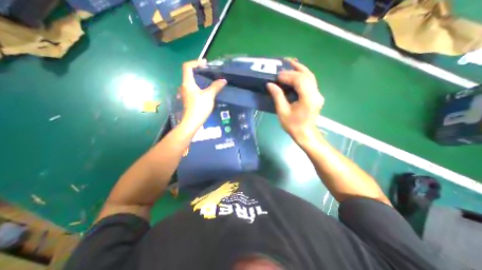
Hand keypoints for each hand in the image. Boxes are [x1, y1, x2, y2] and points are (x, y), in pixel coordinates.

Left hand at [180, 59, 226, 130]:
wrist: (192, 122)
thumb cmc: (199, 108)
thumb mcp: (209, 96)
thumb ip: (216, 87)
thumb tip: (223, 80)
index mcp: (187, 83)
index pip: (187, 66)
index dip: (196, 62)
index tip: (205, 63)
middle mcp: (184, 86)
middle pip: (189, 73)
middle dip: (198, 69)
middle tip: (208, 70)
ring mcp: (185, 93)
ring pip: (190, 81)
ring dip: (199, 78)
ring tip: (209, 79)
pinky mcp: (188, 98)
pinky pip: (192, 87)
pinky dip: (198, 84)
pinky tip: (206, 89)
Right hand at [267, 59, 323, 143]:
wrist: (305, 134)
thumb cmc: (293, 125)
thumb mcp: (282, 111)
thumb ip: (277, 96)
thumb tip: (270, 84)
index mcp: (308, 98)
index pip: (300, 80)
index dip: (288, 76)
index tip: (277, 76)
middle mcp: (316, 94)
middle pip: (307, 76)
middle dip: (293, 70)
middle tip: (281, 68)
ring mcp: (318, 94)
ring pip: (310, 77)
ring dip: (300, 70)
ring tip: (290, 64)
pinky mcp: (316, 96)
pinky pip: (310, 82)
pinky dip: (303, 76)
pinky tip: (296, 73)